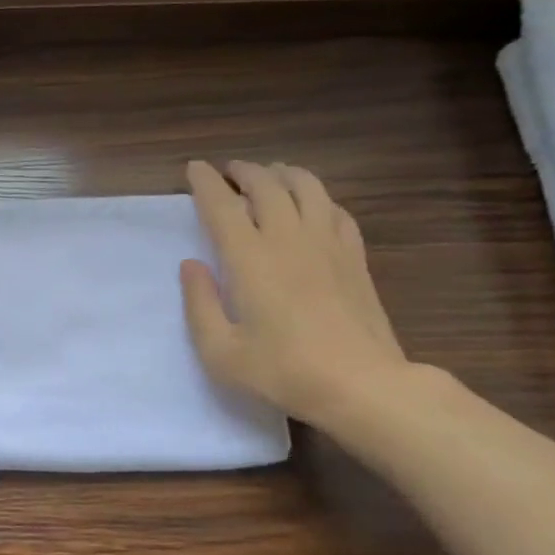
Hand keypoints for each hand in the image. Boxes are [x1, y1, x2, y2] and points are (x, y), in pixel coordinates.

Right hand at [181, 159, 406, 425]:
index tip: (194, 168)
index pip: (222, 204)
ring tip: (270, 176)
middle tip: (229, 171)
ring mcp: (327, 244)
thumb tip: (191, 265)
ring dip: (283, 174)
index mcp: (249, 258)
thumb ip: (199, 304)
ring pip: (306, 187)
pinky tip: (312, 207)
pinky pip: (335, 210)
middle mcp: (288, 238)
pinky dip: (317, 198)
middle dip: (243, 171)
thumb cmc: (284, 372)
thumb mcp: (221, 352)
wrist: (363, 386)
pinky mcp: (354, 257)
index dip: (205, 182)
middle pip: (266, 185)